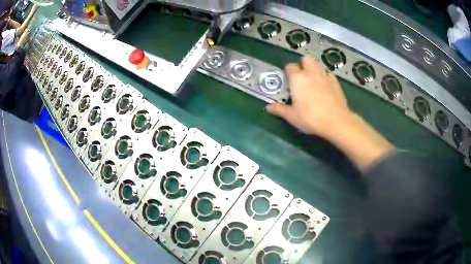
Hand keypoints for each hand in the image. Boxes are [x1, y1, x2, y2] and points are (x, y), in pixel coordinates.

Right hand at [267, 57, 352, 138]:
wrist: (336, 121)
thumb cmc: (310, 118)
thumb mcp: (292, 116)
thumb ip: (279, 109)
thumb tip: (268, 107)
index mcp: (297, 79)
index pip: (290, 67)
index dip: (288, 71)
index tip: (288, 79)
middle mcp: (311, 73)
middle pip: (306, 59)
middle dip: (302, 64)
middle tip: (301, 76)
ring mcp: (325, 76)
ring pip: (318, 65)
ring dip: (314, 69)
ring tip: (313, 80)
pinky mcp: (336, 82)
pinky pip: (328, 74)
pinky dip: (325, 77)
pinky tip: (325, 86)